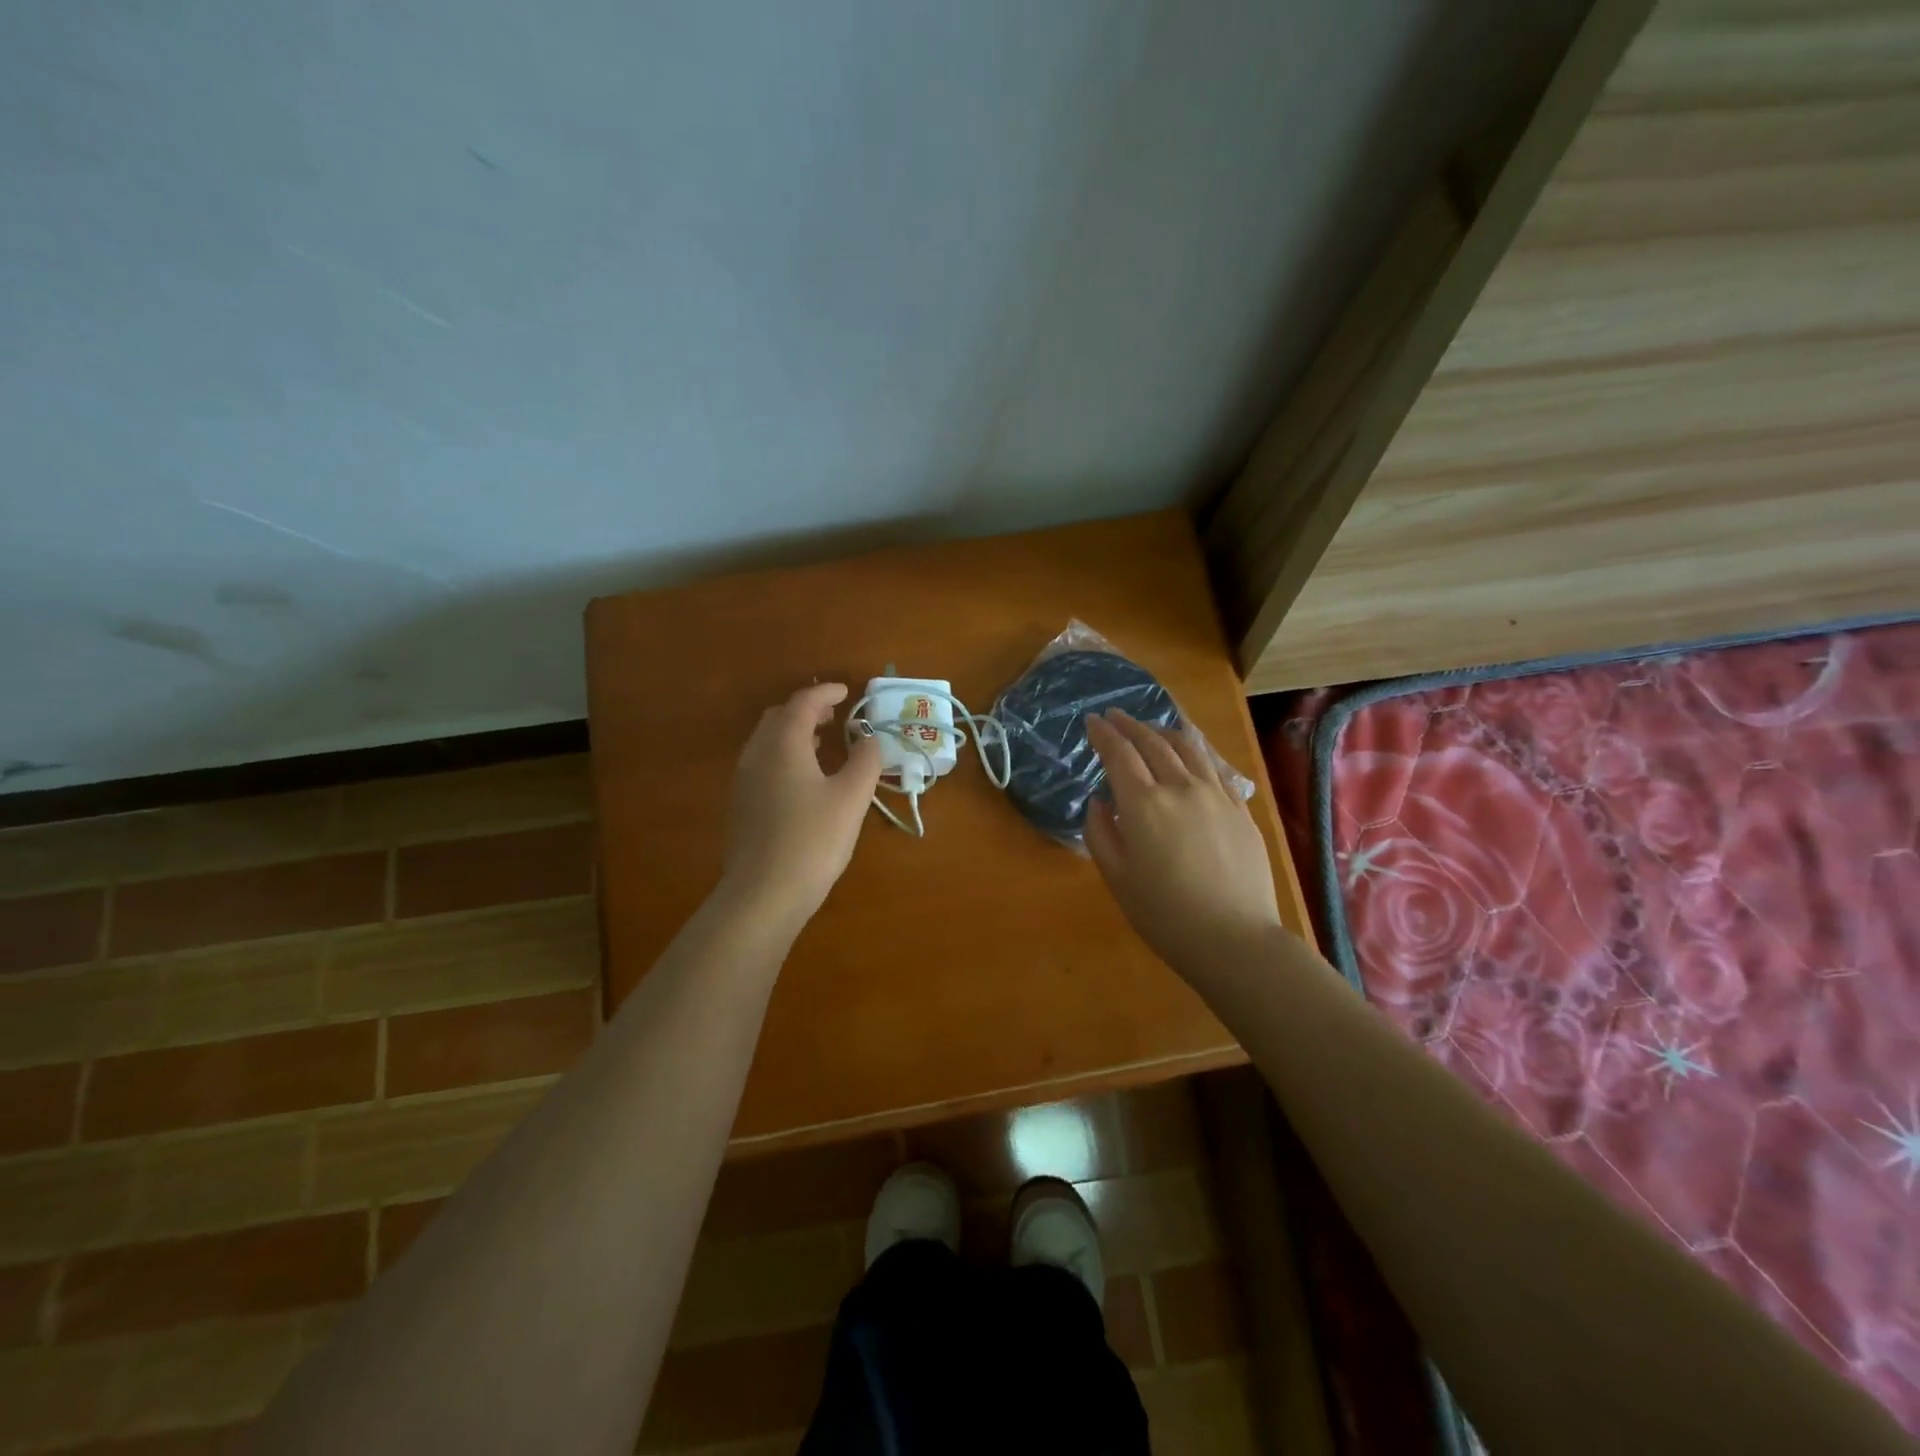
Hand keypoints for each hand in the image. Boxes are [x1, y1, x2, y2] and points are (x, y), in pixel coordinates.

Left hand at [719, 682, 882, 931]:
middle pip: (778, 717)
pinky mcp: (741, 807)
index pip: (802, 703)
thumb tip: (870, 739)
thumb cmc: (813, 841)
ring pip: (767, 741)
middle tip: (835, 715)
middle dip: (807, 709)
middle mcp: (757, 755)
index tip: (848, 691)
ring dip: (794, 733)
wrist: (763, 895)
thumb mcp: (851, 799)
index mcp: (783, 745)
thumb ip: (865, 761)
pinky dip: (784, 755)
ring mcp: (744, 782)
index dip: (826, 692)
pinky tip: (804, 779)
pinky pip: (763, 764)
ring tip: (823, 742)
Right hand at [1083, 710, 1281, 974]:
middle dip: (1130, 725)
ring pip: (1187, 747)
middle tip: (1115, 716)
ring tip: (1150, 729)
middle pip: (1152, 743)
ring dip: (1163, 731)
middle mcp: (1179, 787)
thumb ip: (1100, 833)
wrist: (1234, 939)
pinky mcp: (1239, 809)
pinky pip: (1214, 767)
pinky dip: (1195, 751)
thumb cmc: (1165, 915)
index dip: (1103, 734)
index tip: (1092, 722)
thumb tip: (1099, 802)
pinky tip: (1191, 754)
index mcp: (1143, 804)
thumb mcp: (1117, 878)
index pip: (1119, 755)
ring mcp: (1215, 795)